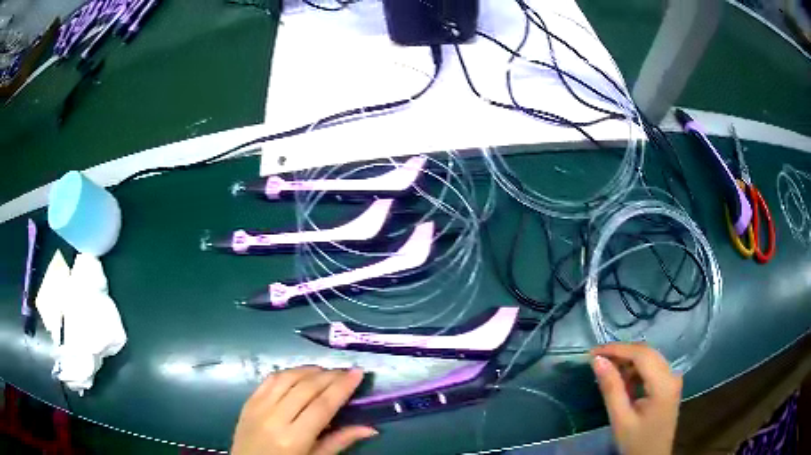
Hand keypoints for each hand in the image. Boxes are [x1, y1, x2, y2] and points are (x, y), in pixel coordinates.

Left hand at [232, 366, 377, 454]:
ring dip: (309, 370)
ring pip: (286, 378)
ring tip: (326, 371)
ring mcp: (258, 407)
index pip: (322, 406)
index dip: (342, 387)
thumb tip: (370, 428)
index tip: (357, 372)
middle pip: (306, 388)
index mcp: (294, 438)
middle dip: (329, 376)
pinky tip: (300, 374)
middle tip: (346, 371)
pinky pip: (269, 379)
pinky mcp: (248, 402)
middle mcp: (274, 418)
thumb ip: (340, 441)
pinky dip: (288, 373)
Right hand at [590, 343, 681, 454]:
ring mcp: (673, 378)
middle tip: (597, 359)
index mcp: (663, 383)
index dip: (617, 349)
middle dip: (621, 353)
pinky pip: (652, 367)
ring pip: (650, 357)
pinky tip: (622, 380)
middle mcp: (672, 374)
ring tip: (607, 370)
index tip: (593, 352)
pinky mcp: (669, 384)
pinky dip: (636, 369)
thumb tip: (597, 361)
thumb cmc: (636, 442)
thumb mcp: (620, 419)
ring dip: (628, 361)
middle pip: (647, 353)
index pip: (641, 355)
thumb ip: (611, 388)